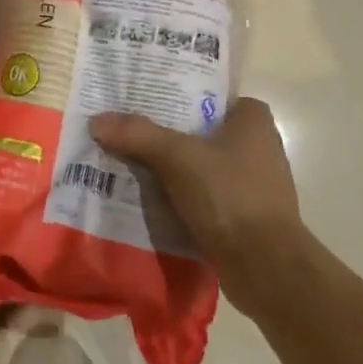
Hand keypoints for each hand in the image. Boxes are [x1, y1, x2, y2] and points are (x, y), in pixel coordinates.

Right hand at [89, 98, 304, 309]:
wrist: (265, 268)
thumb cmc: (230, 196)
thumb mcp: (177, 158)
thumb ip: (138, 135)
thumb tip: (97, 120)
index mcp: (254, 123)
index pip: (213, 96)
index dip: (181, 95)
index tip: (148, 99)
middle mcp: (258, 149)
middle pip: (201, 132)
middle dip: (167, 133)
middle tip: (128, 130)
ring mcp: (252, 186)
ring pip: (200, 166)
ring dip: (170, 168)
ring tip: (129, 163)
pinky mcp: (243, 217)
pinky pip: (203, 197)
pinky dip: (179, 197)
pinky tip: (148, 199)